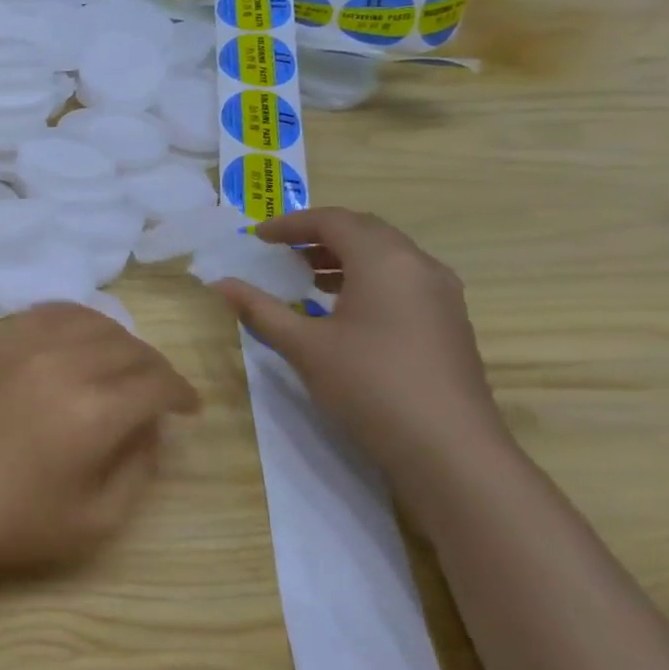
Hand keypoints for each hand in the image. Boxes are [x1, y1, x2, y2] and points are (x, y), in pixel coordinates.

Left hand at [0, 304, 199, 578]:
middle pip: (129, 347)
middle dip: (155, 368)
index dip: (181, 393)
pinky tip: (78, 339)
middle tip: (157, 393)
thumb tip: (153, 427)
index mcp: (94, 412)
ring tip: (122, 365)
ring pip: (92, 321)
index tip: (188, 408)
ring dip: (119, 340)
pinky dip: (75, 319)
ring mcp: (24, 346)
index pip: (157, 383)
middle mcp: (63, 365)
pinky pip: (47, 313)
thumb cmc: (14, 522)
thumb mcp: (96, 520)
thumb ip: (139, 469)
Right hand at [213, 208, 512, 516]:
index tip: (257, 237)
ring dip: (344, 257)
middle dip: (319, 235)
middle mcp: (418, 265)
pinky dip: (366, 278)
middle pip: (365, 231)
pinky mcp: (448, 321)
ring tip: (306, 277)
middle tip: (281, 250)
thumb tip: (220, 284)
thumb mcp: (303, 346)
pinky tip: (342, 310)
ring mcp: (441, 294)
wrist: (448, 448)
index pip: (333, 221)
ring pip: (387, 256)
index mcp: (384, 260)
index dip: (291, 224)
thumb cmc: (368, 385)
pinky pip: (401, 280)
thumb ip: (260, 309)